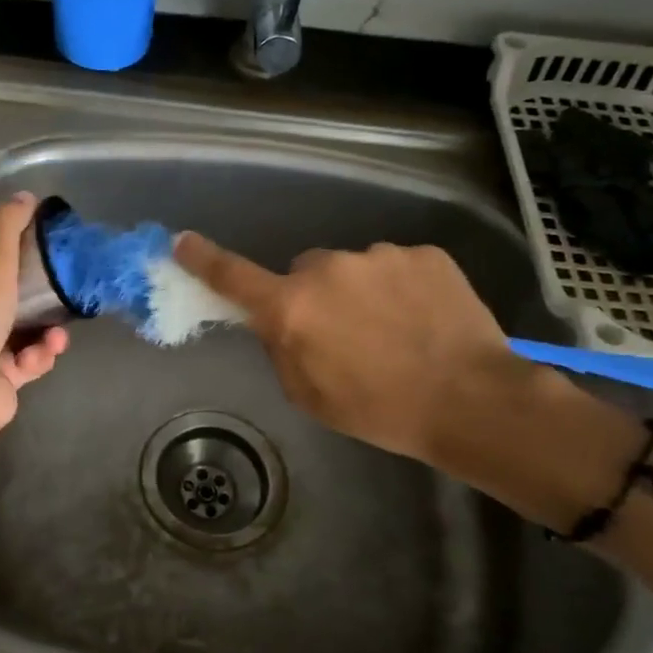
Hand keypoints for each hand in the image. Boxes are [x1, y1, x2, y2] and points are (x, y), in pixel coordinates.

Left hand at [0, 193, 67, 435]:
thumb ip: (7, 224)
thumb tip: (24, 196)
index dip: (11, 220)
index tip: (47, 220)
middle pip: (8, 275)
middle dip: (40, 280)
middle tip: (67, 274)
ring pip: (26, 317)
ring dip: (47, 325)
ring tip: (56, 335)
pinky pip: (29, 351)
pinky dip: (39, 353)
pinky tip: (41, 356)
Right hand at [174, 234, 542, 482]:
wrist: (471, 400)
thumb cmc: (379, 409)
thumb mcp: (309, 395)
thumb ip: (281, 349)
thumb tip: (276, 322)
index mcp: (292, 308)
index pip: (233, 277)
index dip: (203, 260)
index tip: (181, 242)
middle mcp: (328, 270)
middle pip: (304, 271)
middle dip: (312, 295)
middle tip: (343, 334)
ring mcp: (379, 256)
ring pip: (352, 269)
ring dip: (360, 293)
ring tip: (395, 332)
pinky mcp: (424, 254)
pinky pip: (395, 267)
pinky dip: (401, 289)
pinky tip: (423, 320)